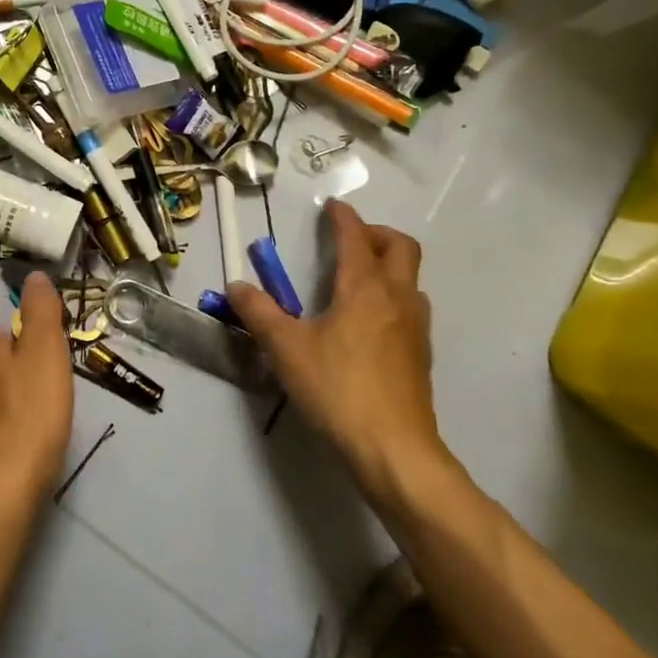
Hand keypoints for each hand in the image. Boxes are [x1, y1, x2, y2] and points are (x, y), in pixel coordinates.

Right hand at [227, 200, 452, 498]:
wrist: (395, 451)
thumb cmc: (338, 389)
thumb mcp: (286, 349)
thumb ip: (259, 313)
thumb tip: (236, 285)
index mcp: (364, 288)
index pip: (356, 237)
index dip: (343, 217)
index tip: (332, 207)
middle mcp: (396, 298)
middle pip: (401, 247)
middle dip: (375, 234)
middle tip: (348, 240)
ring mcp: (415, 328)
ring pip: (410, 278)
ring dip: (388, 266)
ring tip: (355, 280)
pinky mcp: (420, 356)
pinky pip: (410, 307)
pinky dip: (392, 296)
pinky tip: (368, 323)